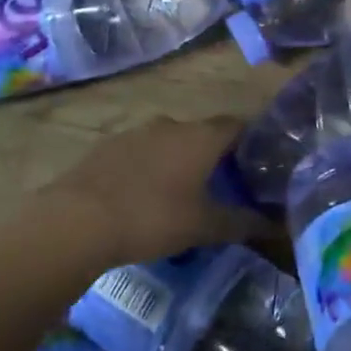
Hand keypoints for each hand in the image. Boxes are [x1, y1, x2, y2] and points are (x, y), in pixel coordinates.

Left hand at [0, 116, 269, 318]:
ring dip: (177, 161)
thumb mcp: (202, 226)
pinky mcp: (106, 147)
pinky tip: (141, 197)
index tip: (257, 165)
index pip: (238, 126)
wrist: (75, 221)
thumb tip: (275, 225)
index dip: (250, 143)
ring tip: (179, 194)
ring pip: (168, 142)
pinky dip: (147, 169)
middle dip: (212, 156)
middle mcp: (172, 124)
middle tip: (220, 186)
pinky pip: (139, 153)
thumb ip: (241, 222)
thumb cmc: (152, 217)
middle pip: (202, 134)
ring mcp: (135, 133)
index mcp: (201, 137)